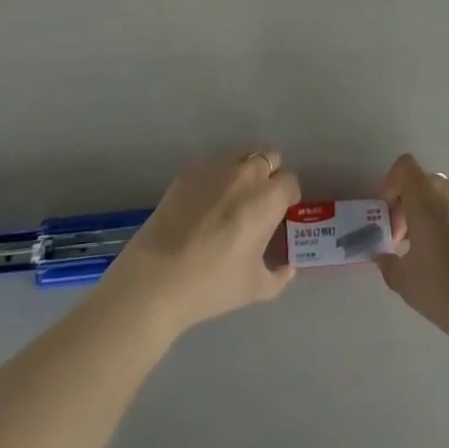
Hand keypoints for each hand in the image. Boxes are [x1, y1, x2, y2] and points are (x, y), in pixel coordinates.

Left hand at [102, 153, 300, 333]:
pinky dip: (214, 180)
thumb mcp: (255, 289)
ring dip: (243, 173)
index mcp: (268, 198)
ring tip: (230, 202)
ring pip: (240, 158)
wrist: (158, 277)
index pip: (290, 181)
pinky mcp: (188, 171)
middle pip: (269, 159)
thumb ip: (279, 276)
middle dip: (269, 176)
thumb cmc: (213, 284)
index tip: (281, 213)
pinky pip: (211, 167)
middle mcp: (246, 174)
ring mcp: (215, 168)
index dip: (288, 196)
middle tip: (258, 203)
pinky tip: (201, 206)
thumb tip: (288, 268)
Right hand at [376, 154, 448, 389]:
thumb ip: (387, 263)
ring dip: (423, 216)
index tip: (385, 217)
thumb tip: (383, 255)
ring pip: (437, 197)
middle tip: (397, 241)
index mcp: (426, 194)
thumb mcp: (406, 282)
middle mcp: (448, 189)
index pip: (403, 167)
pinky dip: (441, 224)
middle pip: (419, 183)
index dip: (389, 186)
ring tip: (418, 254)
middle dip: (404, 206)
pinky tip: (441, 261)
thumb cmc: (448, 289)